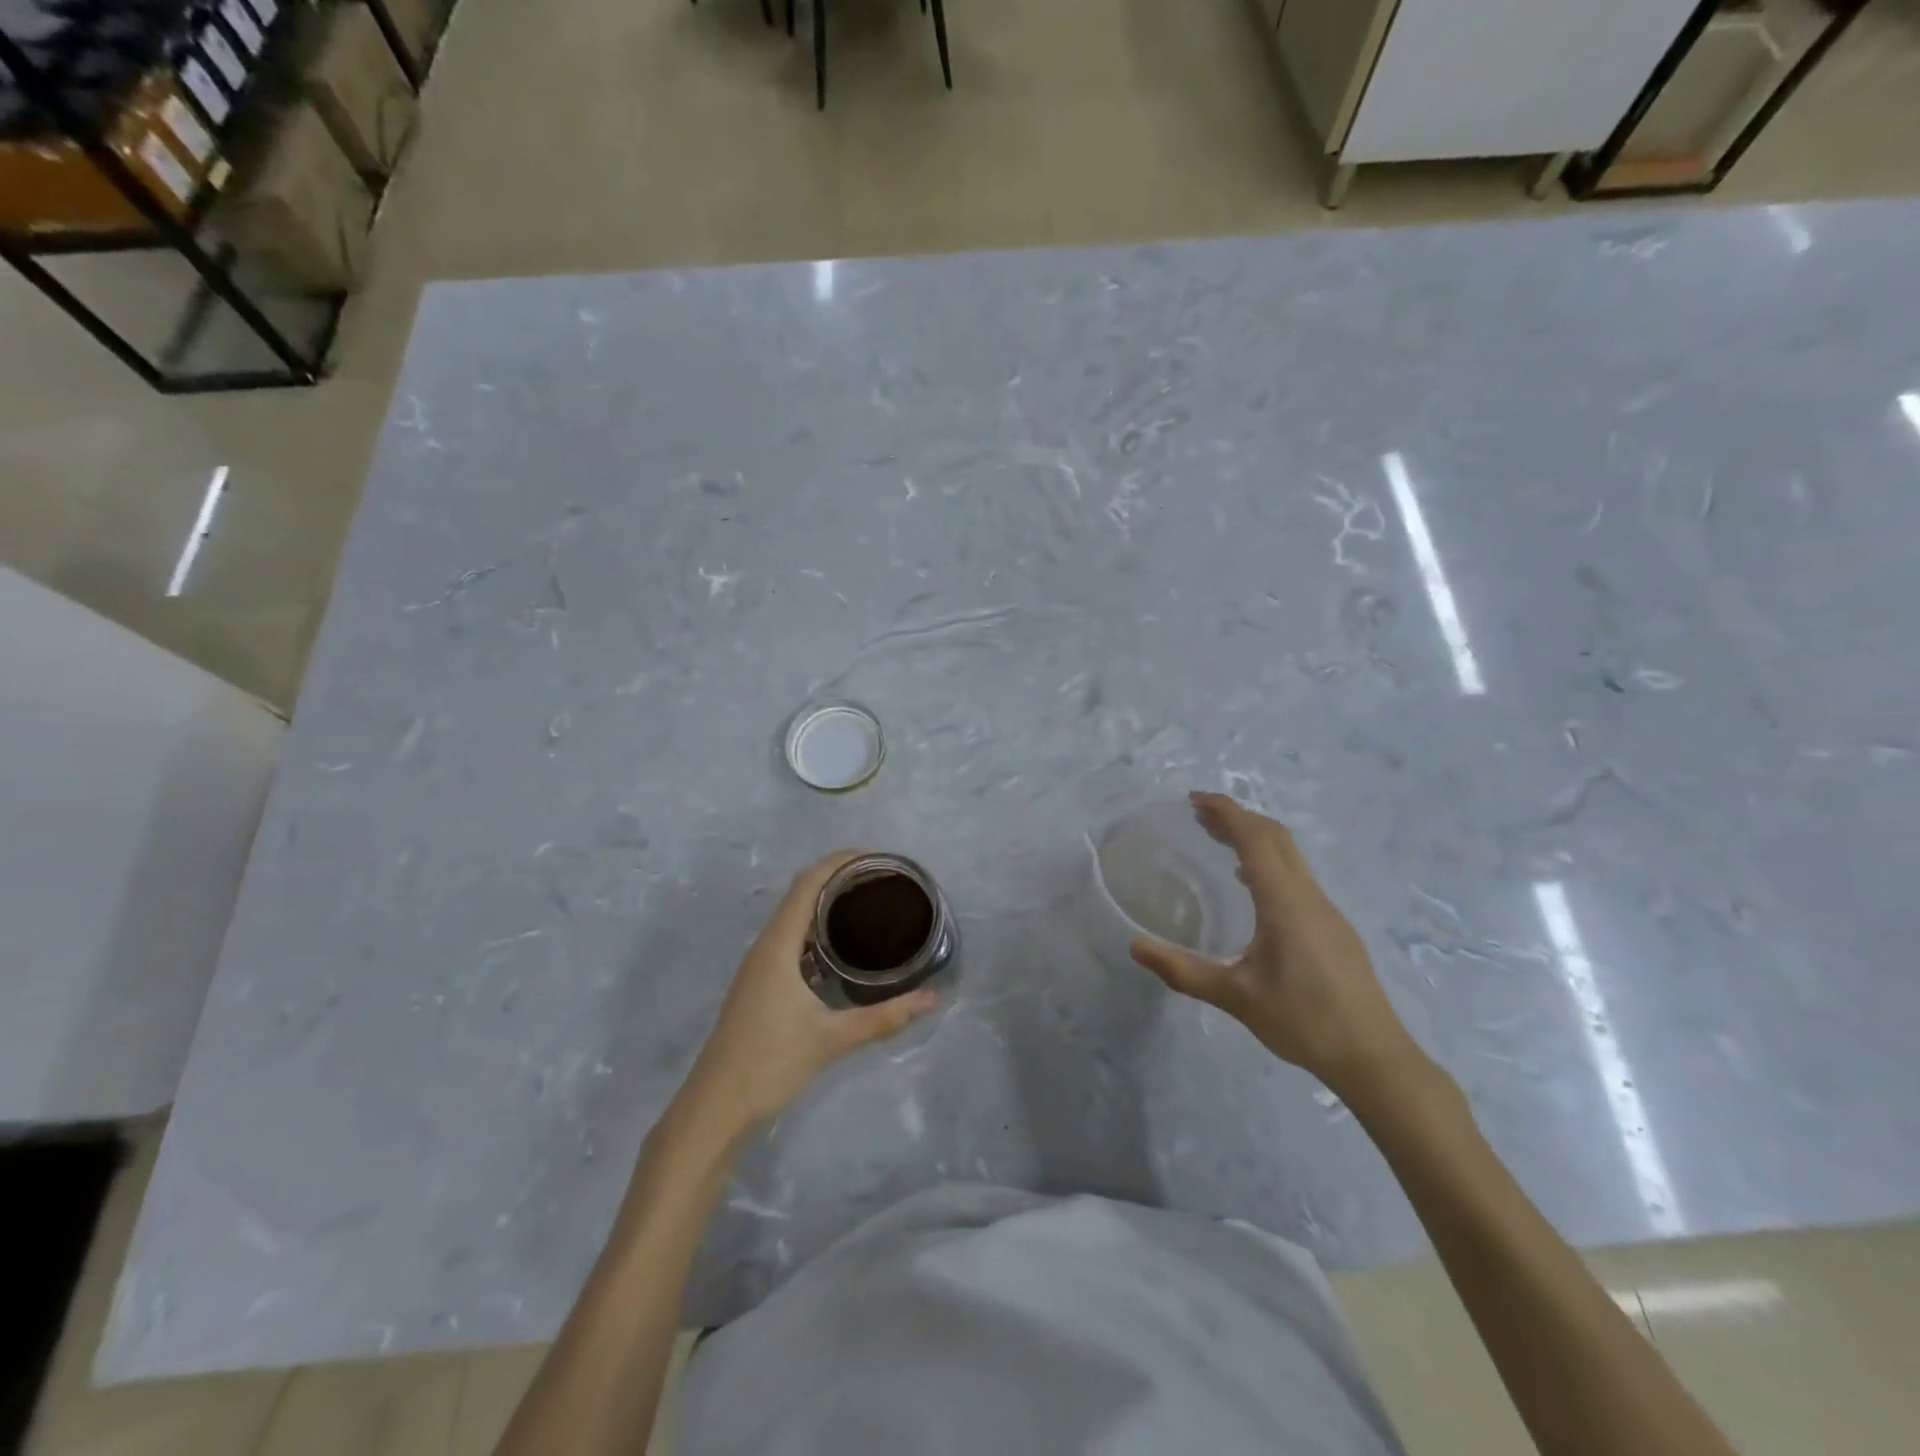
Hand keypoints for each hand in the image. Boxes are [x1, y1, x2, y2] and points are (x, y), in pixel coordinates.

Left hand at [677, 852, 938, 1140]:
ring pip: (795, 915)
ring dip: (827, 902)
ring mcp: (759, 965)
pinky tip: (843, 947)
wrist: (714, 1108)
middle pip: (802, 892)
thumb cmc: (768, 1064)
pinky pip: (791, 937)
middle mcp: (766, 945)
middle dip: (840, 877)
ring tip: (869, 905)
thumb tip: (932, 998)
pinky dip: (818, 927)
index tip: (878, 859)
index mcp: (778, 945)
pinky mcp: (760, 983)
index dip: (840, 862)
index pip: (808, 882)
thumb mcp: (830, 1039)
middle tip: (883, 882)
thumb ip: (883, 1018)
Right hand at [1129, 792, 1420, 1097]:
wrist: (1374, 1058)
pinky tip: (1251, 886)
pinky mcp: (1333, 928)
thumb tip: (1135, 947)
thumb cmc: (1304, 1022)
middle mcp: (1309, 896)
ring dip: (1255, 837)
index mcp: (1285, 903)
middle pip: (1276, 837)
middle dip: (1238, 817)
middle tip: (1199, 815)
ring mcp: (1327, 911)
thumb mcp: (1236, 998)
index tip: (1194, 799)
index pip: (1256, 839)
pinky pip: (1297, 876)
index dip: (1226, 812)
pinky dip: (1269, 861)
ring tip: (1219, 841)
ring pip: (1290, 855)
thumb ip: (1183, 971)